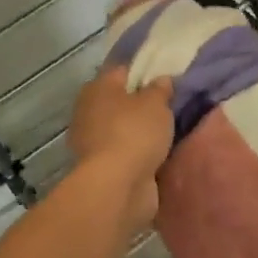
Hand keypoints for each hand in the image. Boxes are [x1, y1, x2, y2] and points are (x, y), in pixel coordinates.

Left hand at [67, 66, 174, 234]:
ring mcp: (91, 140)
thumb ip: (159, 88)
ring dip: (138, 131)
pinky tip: (156, 154)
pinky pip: (123, 151)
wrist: (116, 186)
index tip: (165, 79)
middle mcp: (89, 110)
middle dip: (140, 104)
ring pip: (121, 128)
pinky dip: (136, 153)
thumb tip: (161, 79)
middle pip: (120, 101)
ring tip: (166, 132)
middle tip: (168, 107)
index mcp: (98, 87)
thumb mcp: (156, 103)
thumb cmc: (134, 133)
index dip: (144, 73)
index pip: (123, 71)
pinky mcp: (99, 167)